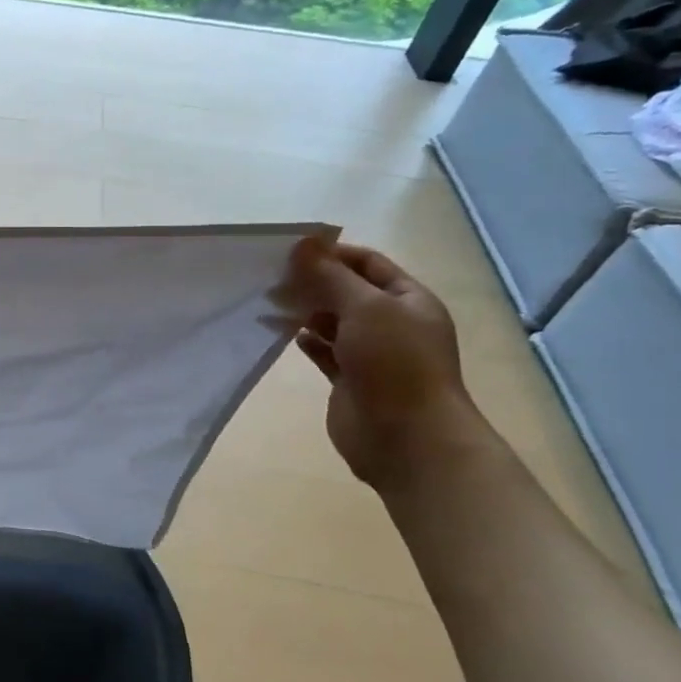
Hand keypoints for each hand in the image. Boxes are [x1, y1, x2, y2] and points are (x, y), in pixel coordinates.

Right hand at [288, 238, 486, 490]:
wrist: (407, 438)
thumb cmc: (394, 363)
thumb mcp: (365, 308)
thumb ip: (331, 276)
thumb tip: (303, 244)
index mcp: (409, 301)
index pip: (368, 264)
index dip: (332, 254)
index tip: (290, 252)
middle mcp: (392, 324)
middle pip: (348, 292)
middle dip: (313, 283)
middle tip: (273, 278)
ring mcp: (371, 353)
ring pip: (333, 322)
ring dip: (306, 311)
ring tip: (272, 304)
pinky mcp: (350, 379)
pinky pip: (325, 351)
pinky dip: (307, 341)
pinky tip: (287, 335)